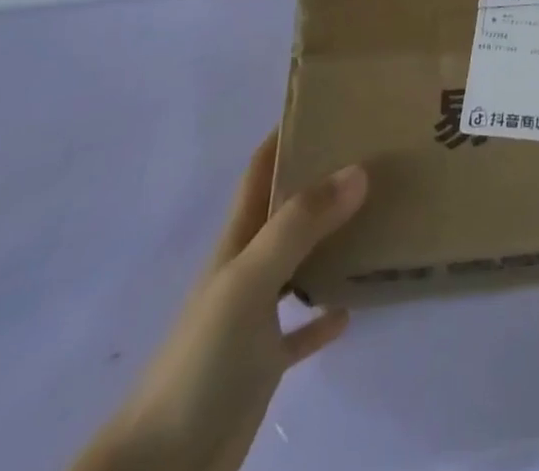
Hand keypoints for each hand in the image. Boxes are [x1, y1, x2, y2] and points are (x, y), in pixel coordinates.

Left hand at [72, 132, 367, 470]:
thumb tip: (358, 168)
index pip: (260, 171)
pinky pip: (300, 329)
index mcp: (237, 242)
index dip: (284, 135)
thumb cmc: (201, 359)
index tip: (326, 103)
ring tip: (375, 213)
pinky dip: (323, 314)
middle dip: (319, 179)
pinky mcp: (264, 365)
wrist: (162, 469)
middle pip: (285, 210)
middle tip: (369, 152)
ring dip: (330, 238)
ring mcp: (254, 319)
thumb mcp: (250, 280)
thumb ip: (300, 224)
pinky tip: (352, 306)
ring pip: (299, 262)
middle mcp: (247, 270)